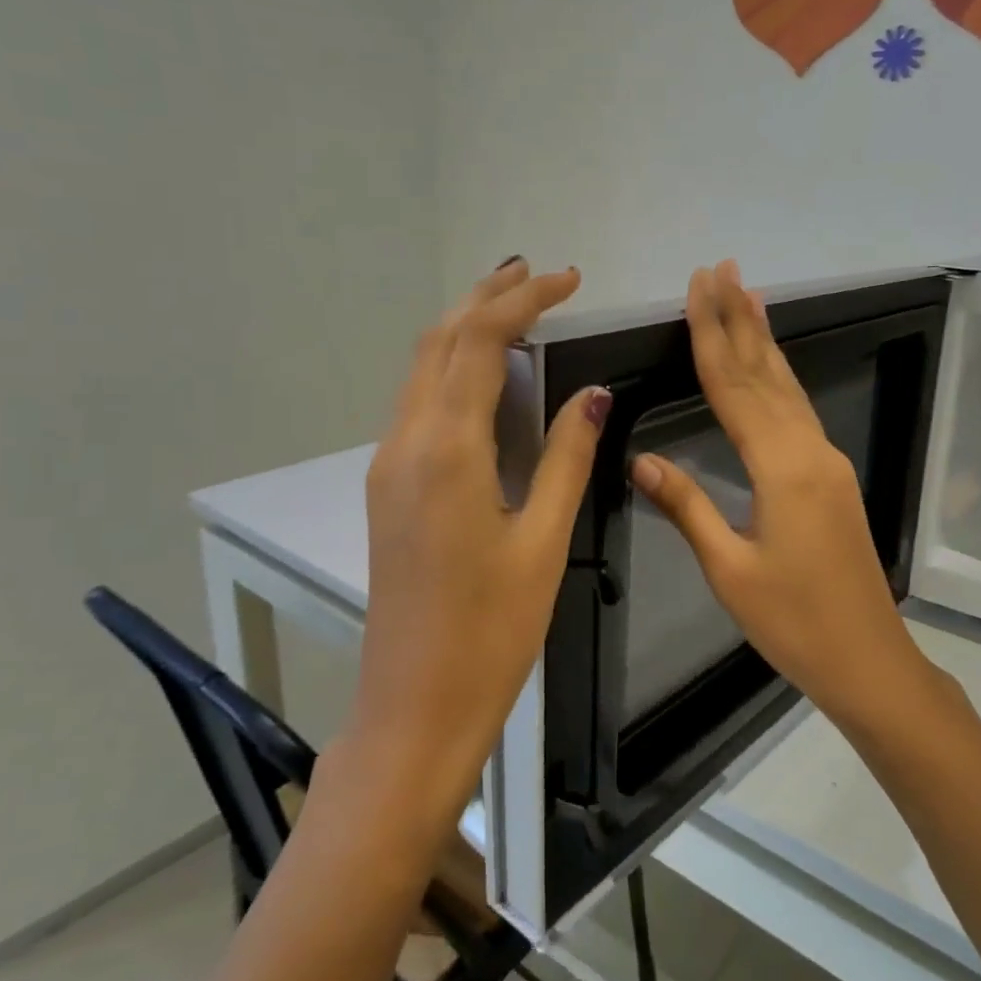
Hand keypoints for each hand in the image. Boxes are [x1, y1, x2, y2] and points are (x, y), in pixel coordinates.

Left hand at [355, 258, 609, 812]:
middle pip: (438, 342)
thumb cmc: (492, 631)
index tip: (567, 279)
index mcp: (446, 451)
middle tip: (537, 276)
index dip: (522, 300)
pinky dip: (452, 371)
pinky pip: (418, 405)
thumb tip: (592, 395)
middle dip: (486, 298)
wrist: (415, 704)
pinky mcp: (388, 489)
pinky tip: (488, 380)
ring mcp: (388, 466)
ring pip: (420, 370)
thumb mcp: (543, 541)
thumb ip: (565, 458)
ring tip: (515, 311)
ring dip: (464, 330)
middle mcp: (405, 444)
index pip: (478, 342)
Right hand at [630, 262, 927, 725]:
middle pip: (766, 374)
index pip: (734, 388)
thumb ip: (687, 507)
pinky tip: (771, 368)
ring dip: (763, 341)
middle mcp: (810, 451)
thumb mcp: (729, 570)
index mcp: (782, 468)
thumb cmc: (794, 622)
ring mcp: (827, 462)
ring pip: (788, 388)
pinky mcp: (832, 479)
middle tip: (723, 269)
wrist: (869, 660)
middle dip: (740, 319)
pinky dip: (779, 378)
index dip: (711, 335)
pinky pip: (799, 412)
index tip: (699, 287)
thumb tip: (641, 458)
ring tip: (749, 296)